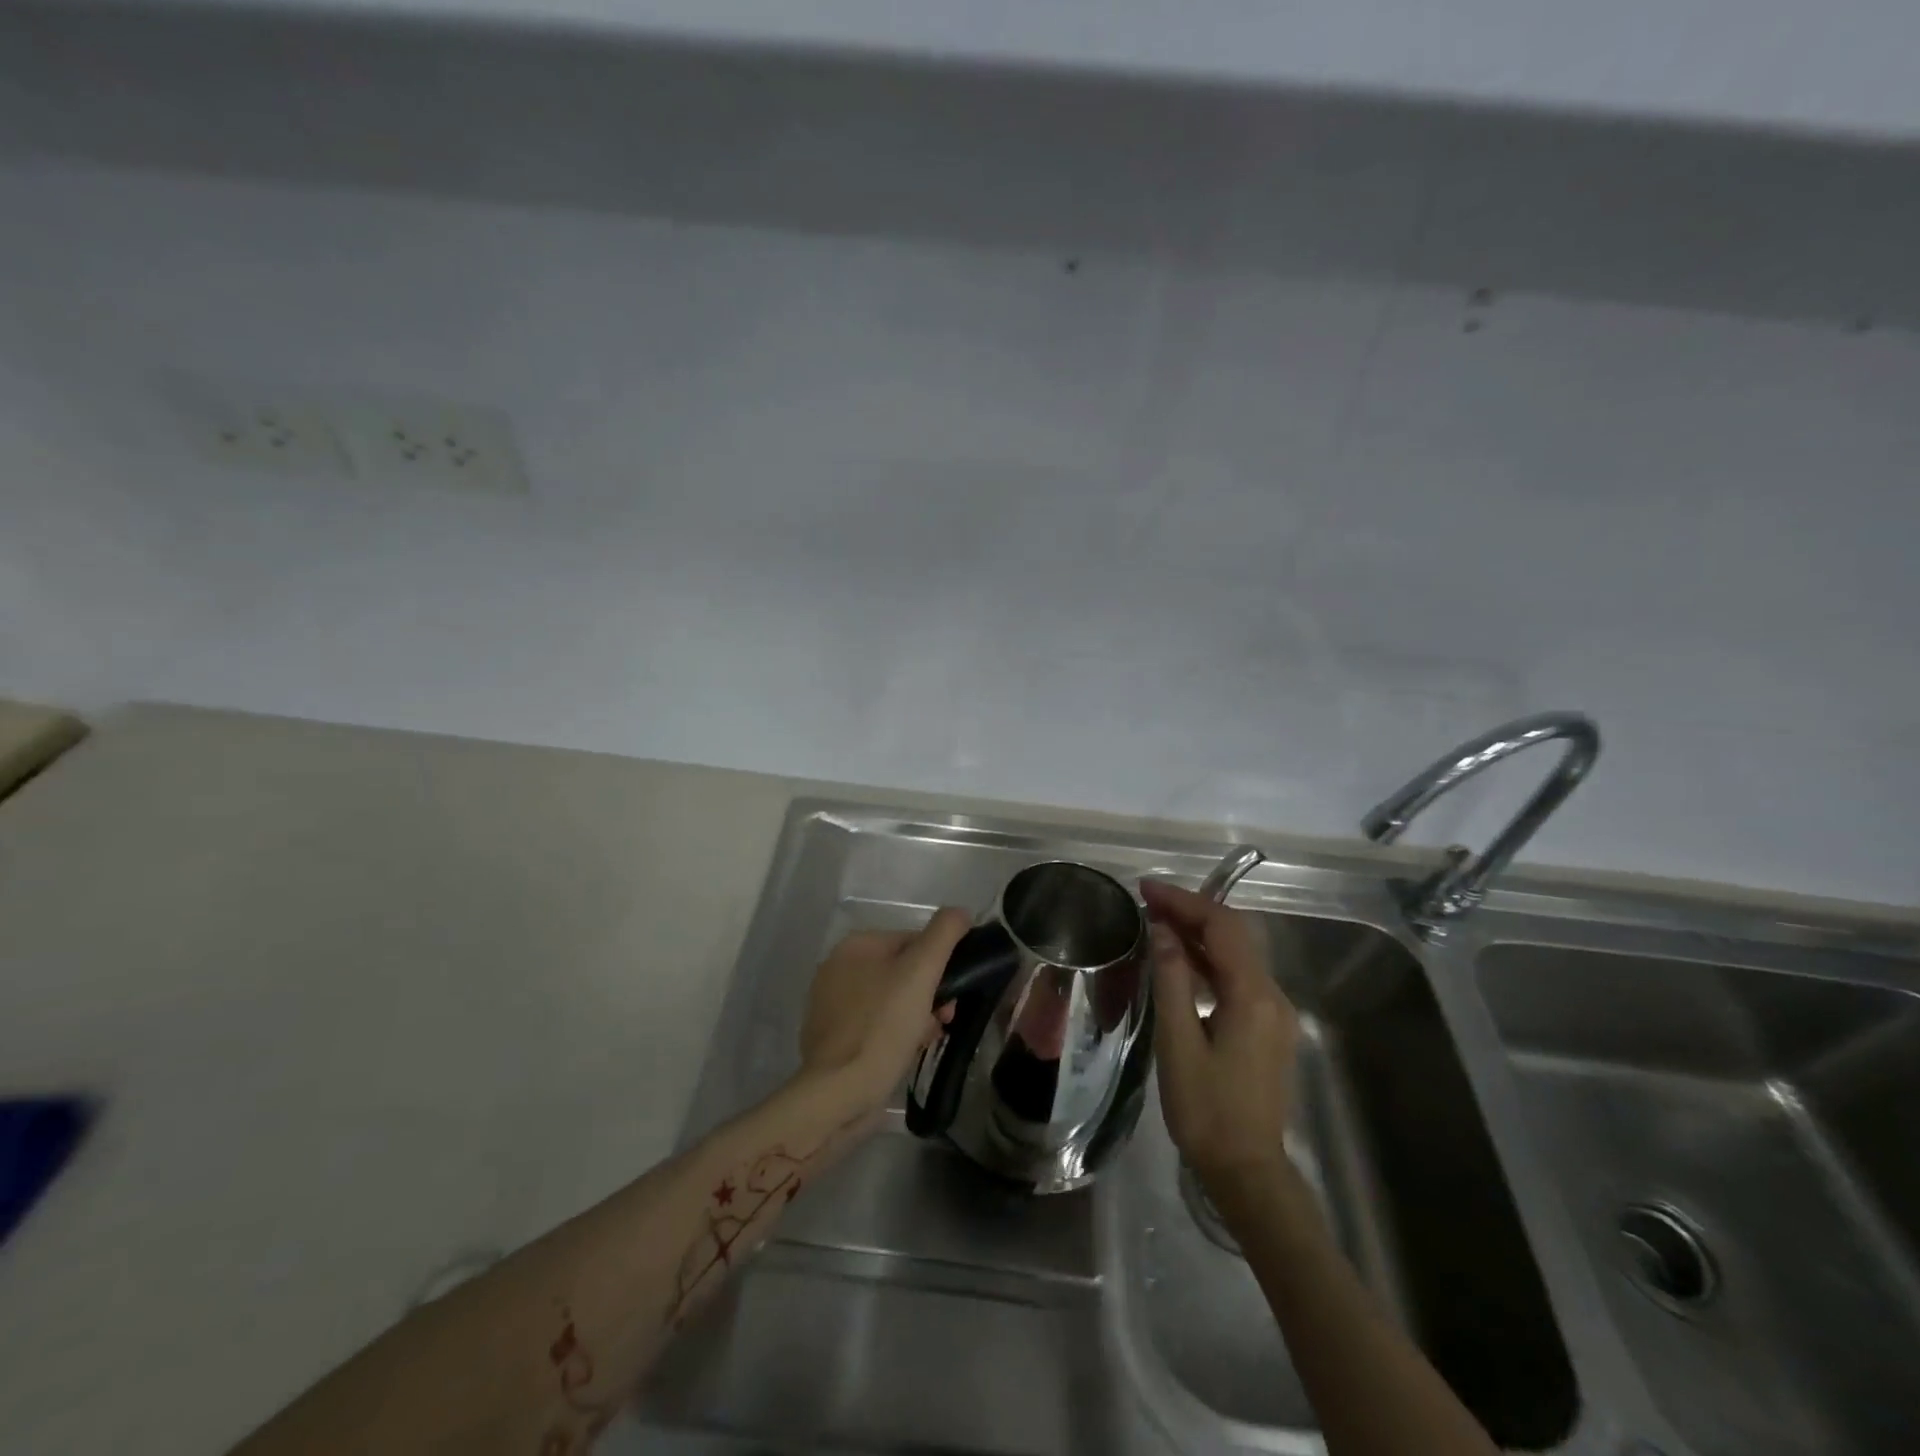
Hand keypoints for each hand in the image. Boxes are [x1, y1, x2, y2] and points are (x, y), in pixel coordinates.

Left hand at [799, 909, 970, 1113]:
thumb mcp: (921, 972)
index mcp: (855, 945)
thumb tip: (960, 912)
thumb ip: (944, 934)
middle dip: (930, 993)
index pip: (912, 940)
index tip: (953, 993)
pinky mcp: (834, 1037)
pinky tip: (907, 1052)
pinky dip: (896, 1034)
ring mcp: (832, 1005)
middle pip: (902, 971)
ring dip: (917, 1015)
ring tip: (927, 1038)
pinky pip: (876, 1025)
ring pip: (892, 1000)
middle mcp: (838, 968)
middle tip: (944, 1019)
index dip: (940, 964)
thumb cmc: (882, 1026)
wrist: (838, 1093)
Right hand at [1143, 879, 1298, 1193]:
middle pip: (1234, 934)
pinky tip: (1180, 961)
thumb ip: (1172, 981)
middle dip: (1191, 911)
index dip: (1184, 901)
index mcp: (1253, 996)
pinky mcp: (1267, 1028)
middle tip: (1147, 902)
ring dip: (1199, 934)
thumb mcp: (1179, 1043)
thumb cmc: (1206, 1110)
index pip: (1222, 927)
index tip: (1145, 890)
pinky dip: (1209, 959)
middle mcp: (1272, 996)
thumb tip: (1163, 931)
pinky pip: (1238, 977)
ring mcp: (1274, 1012)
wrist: (1247, 1171)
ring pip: (1237, 954)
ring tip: (1156, 924)